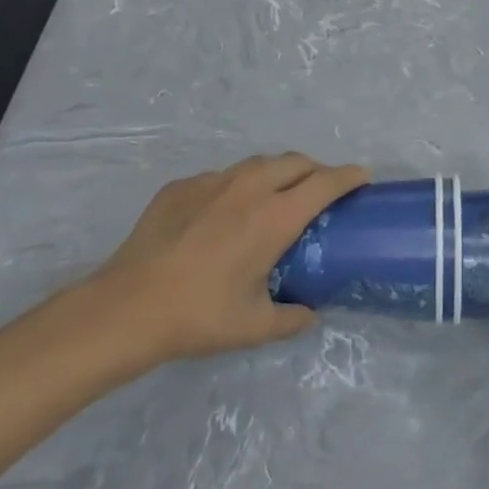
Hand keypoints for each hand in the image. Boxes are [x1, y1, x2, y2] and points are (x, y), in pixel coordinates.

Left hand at [88, 154, 368, 365]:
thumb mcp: (253, 326)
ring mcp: (211, 182)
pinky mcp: (181, 186)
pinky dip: (236, 187)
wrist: (126, 307)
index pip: (325, 182)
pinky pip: (221, 177)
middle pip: (295, 161)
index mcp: (274, 217)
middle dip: (315, 170)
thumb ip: (291, 318)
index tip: (362, 177)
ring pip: (258, 164)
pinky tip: (223, 215)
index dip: (348, 176)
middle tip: (320, 191)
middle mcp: (248, 188)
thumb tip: (309, 314)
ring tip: (275, 197)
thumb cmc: (198, 316)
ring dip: (277, 173)